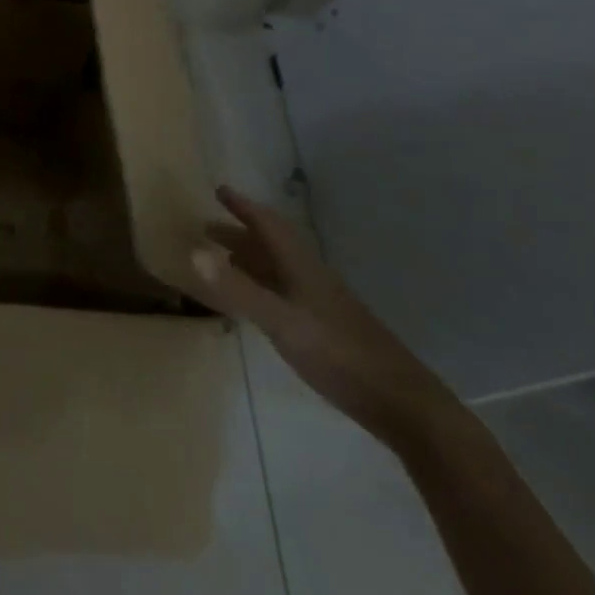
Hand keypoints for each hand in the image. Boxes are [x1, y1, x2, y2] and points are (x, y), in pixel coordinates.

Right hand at [187, 184, 461, 452]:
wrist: (402, 404)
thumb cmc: (339, 354)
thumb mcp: (281, 321)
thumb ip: (238, 289)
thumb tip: (192, 250)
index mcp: (301, 267)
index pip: (268, 224)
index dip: (243, 206)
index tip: (219, 190)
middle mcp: (310, 277)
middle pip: (271, 246)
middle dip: (239, 233)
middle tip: (207, 228)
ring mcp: (321, 304)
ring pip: (279, 270)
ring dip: (250, 259)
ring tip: (222, 260)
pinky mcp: (326, 329)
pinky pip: (284, 293)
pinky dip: (262, 286)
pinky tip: (256, 303)